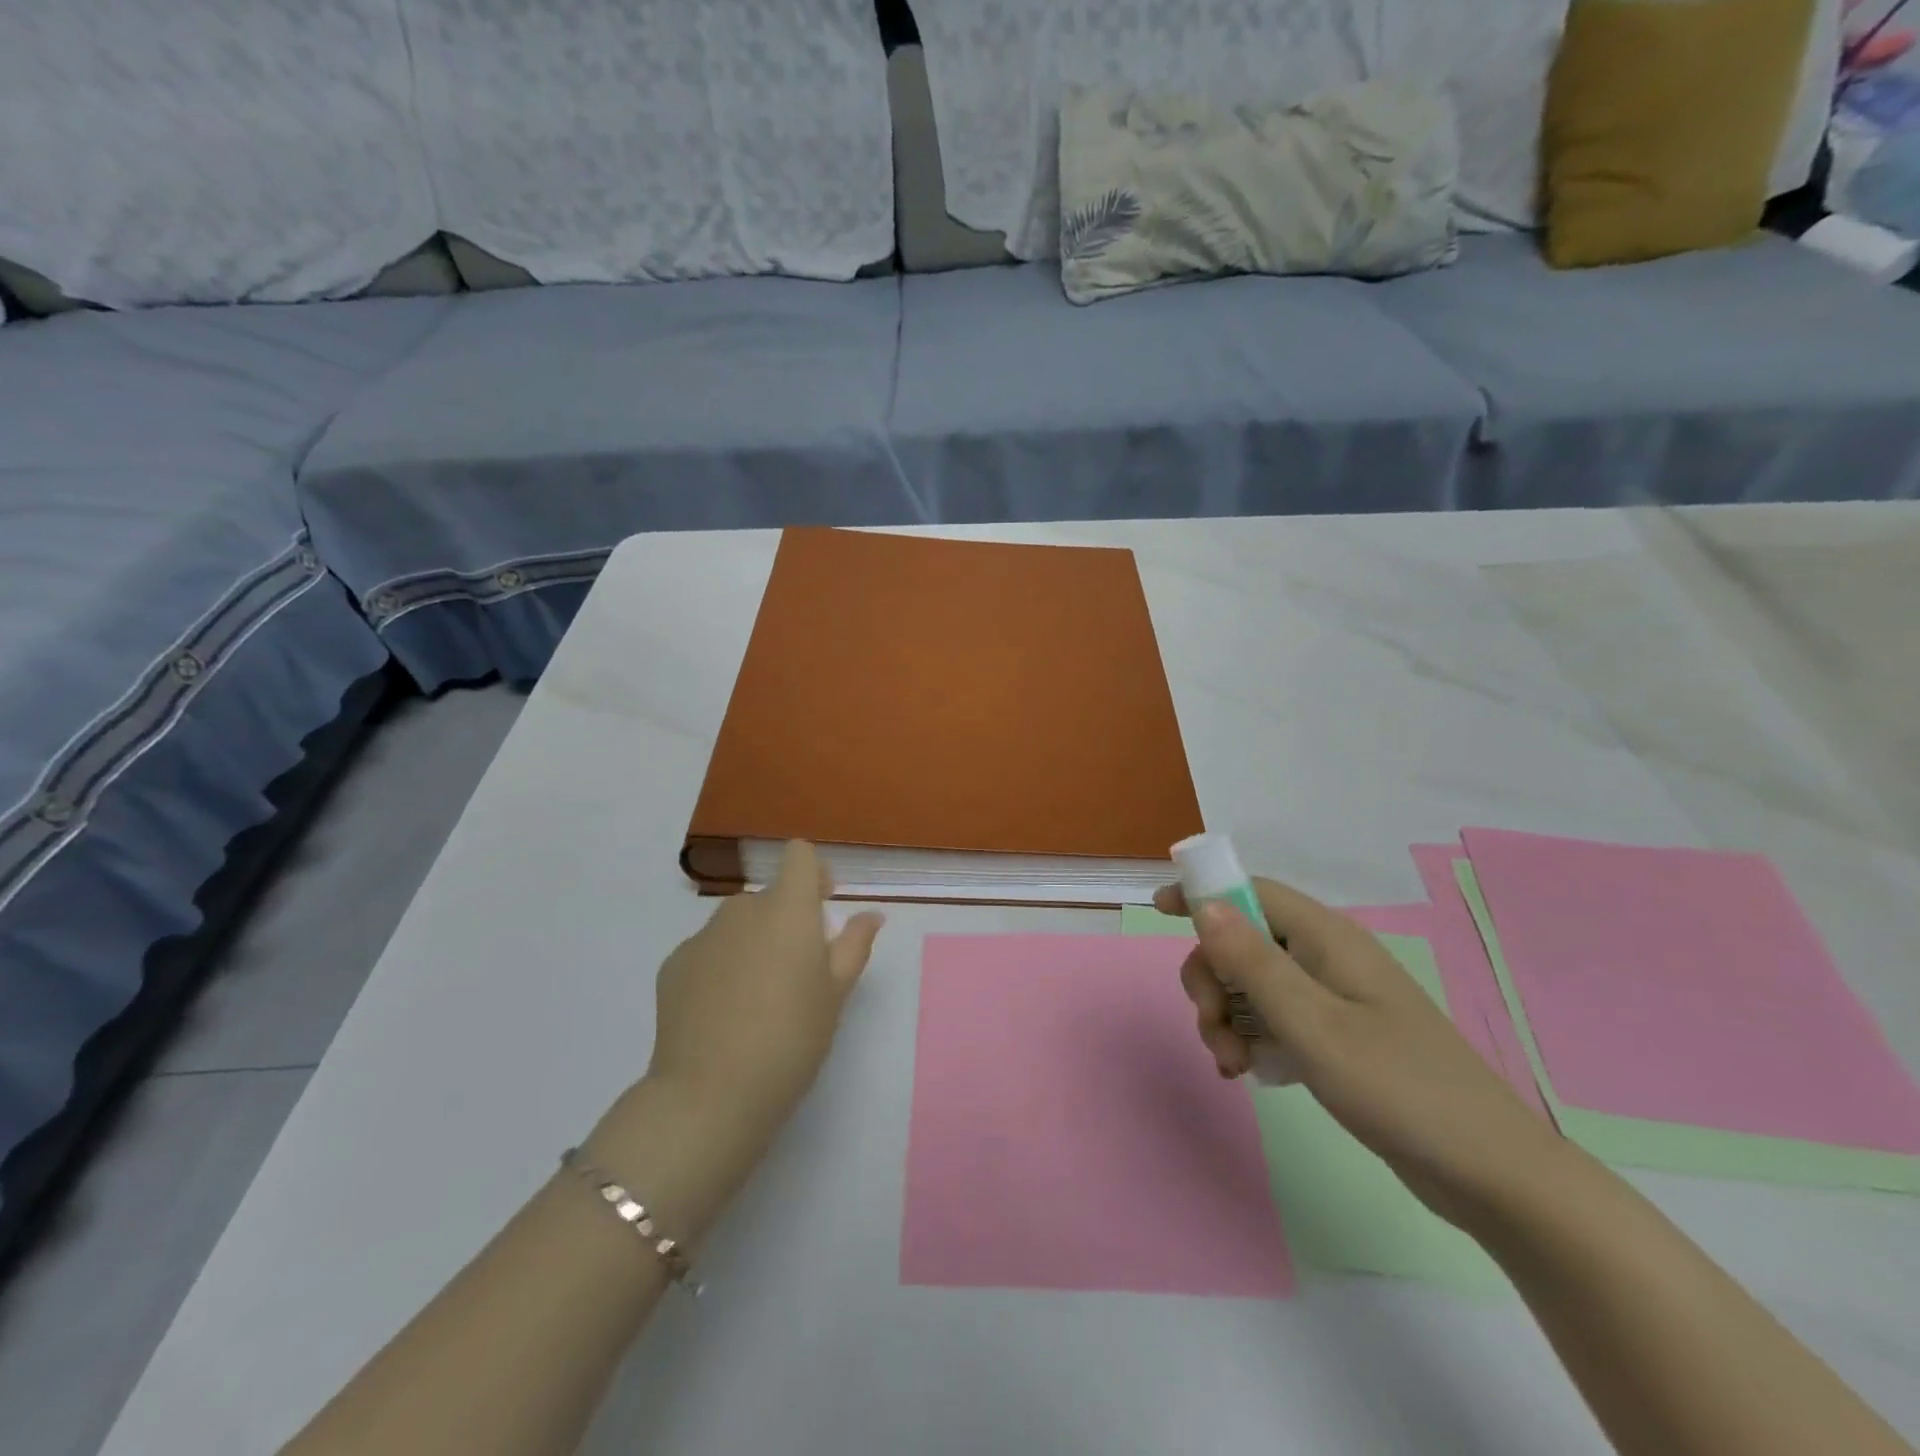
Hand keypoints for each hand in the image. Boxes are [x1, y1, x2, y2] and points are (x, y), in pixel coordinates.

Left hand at [644, 841, 883, 1157]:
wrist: (710, 1094)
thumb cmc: (791, 1039)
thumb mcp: (836, 993)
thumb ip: (855, 944)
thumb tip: (871, 914)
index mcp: (788, 909)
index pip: (799, 855)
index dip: (813, 873)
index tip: (821, 907)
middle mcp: (743, 909)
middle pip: (769, 896)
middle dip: (785, 920)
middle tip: (796, 973)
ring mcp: (702, 936)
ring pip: (737, 924)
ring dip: (752, 942)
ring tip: (757, 998)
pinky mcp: (673, 965)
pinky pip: (707, 951)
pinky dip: (720, 967)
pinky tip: (722, 1013)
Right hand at [1156, 878, 1563, 1229]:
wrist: (1492, 1176)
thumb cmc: (1400, 1088)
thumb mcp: (1313, 1025)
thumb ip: (1254, 963)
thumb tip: (1205, 905)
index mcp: (1328, 939)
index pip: (1252, 892)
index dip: (1203, 894)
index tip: (1159, 911)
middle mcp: (1328, 959)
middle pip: (1243, 942)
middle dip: (1212, 980)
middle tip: (1209, 1027)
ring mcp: (1334, 999)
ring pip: (1253, 986)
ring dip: (1226, 1016)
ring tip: (1233, 1064)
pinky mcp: (1338, 1037)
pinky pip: (1274, 1020)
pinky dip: (1250, 1038)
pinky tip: (1246, 1073)